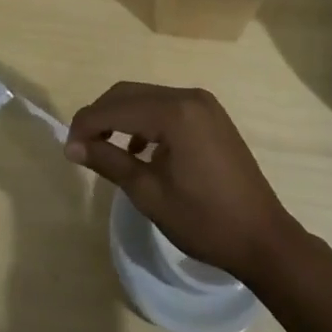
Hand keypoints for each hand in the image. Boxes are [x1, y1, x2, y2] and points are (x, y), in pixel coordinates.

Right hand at [66, 82, 301, 282]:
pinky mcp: (211, 115)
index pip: (116, 107)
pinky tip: (139, 150)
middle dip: (101, 116)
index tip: (68, 149)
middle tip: (81, 147)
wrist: (264, 238)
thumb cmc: (204, 221)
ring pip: (147, 98)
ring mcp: (203, 103)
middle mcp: (188, 96)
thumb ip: (109, 161)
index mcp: (174, 112)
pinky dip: (145, 121)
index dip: (87, 125)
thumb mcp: (149, 193)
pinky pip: (167, 107)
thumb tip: (73, 146)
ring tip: (105, 149)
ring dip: (122, 117)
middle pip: (130, 93)